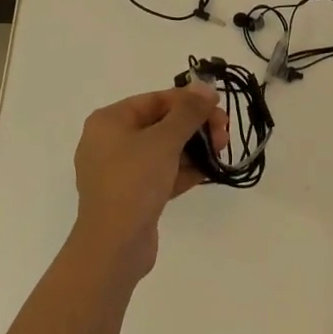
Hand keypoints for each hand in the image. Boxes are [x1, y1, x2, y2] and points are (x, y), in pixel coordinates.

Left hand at [71, 84, 228, 279]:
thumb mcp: (164, 140)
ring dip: (192, 149)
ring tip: (220, 152)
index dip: (188, 101)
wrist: (113, 247)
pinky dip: (182, 171)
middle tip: (223, 134)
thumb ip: (188, 112)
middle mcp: (109, 142)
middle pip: (160, 124)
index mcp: (109, 121)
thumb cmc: (134, 182)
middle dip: (194, 127)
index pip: (155, 100)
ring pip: (162, 150)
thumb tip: (205, 86)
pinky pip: (160, 174)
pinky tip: (209, 171)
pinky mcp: (131, 197)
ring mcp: (119, 171)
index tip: (218, 107)